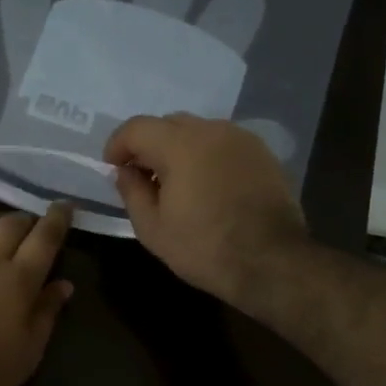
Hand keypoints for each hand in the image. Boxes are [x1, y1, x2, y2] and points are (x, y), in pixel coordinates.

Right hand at [104, 113, 308, 299]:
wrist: (272, 262)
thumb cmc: (204, 248)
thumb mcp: (153, 229)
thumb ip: (132, 192)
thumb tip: (126, 172)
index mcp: (180, 145)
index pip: (137, 127)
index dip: (118, 144)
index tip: (113, 167)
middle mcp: (212, 130)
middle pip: (169, 123)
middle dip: (149, 144)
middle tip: (142, 176)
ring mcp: (242, 139)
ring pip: (198, 131)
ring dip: (179, 148)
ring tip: (176, 182)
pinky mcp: (262, 154)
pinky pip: (223, 144)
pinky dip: (206, 155)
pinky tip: (206, 185)